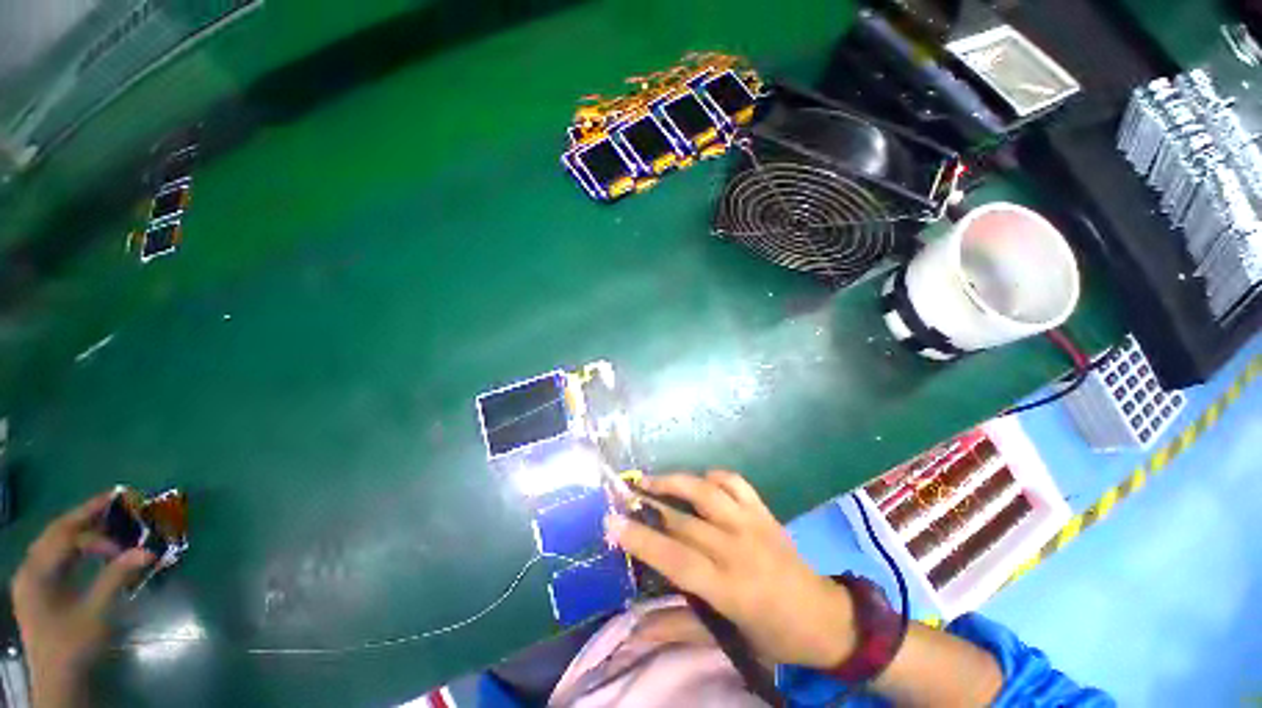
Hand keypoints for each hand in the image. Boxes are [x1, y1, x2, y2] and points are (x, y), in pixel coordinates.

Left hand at [11, 493, 154, 706]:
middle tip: (115, 499)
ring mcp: (31, 578)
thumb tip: (148, 551)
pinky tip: (89, 546)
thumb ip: (116, 578)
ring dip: (79, 527)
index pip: (68, 540)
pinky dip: (74, 544)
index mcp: (36, 573)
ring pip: (54, 541)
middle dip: (84, 515)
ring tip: (105, 516)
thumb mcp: (96, 614)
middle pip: (55, 532)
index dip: (99, 538)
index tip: (128, 546)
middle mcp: (29, 568)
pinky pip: (55, 555)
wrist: (58, 679)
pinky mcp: (38, 586)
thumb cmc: (75, 645)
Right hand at [606, 471, 856, 667]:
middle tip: (624, 495)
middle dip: (649, 505)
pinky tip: (698, 481)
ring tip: (651, 480)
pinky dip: (713, 476)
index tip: (612, 521)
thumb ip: (677, 627)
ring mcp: (752, 523)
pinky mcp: (764, 510)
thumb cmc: (771, 634)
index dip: (641, 539)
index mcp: (728, 587)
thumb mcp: (725, 639)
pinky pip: (735, 482)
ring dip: (675, 481)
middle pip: (684, 520)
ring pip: (706, 491)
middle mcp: (738, 548)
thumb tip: (633, 630)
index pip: (675, 558)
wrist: (823, 616)